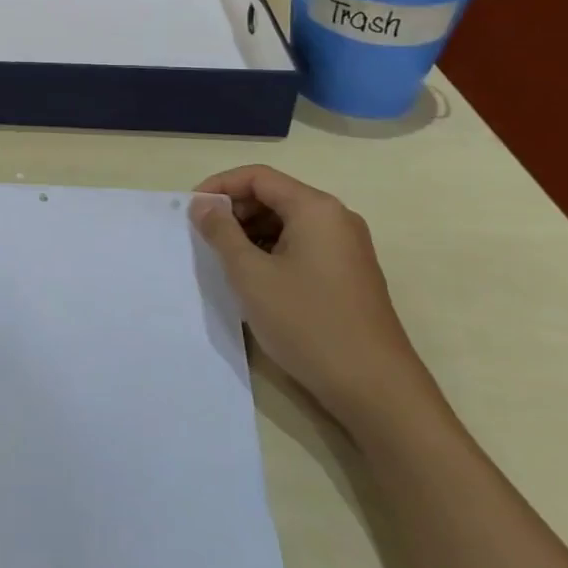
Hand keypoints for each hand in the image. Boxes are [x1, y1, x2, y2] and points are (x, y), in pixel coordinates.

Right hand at [190, 164, 438, 432]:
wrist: (376, 390)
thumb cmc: (308, 323)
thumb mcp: (251, 274)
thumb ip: (221, 232)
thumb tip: (203, 204)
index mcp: (316, 209)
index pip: (258, 177)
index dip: (219, 186)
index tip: (192, 210)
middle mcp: (336, 219)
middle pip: (274, 196)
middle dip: (234, 210)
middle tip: (204, 236)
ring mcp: (347, 248)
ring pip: (287, 222)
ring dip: (251, 232)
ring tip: (224, 259)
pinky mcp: (349, 275)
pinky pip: (302, 245)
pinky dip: (272, 251)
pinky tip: (255, 278)